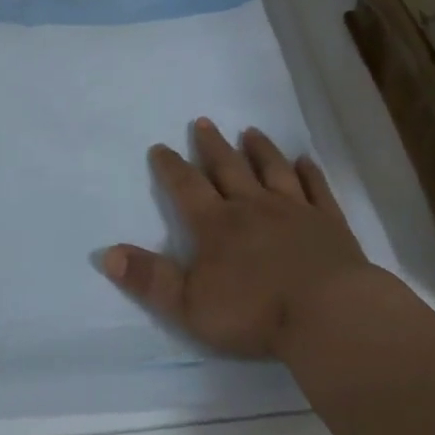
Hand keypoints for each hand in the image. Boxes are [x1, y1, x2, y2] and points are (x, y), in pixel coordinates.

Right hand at [100, 117, 380, 359]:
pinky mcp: (328, 222)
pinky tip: (306, 160)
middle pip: (229, 168)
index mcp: (217, 225)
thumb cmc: (254, 313)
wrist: (326, 313)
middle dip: (213, 145)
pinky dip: (310, 173)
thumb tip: (106, 252)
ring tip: (250, 131)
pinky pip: (317, 189)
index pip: (188, 187)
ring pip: (273, 170)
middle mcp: (253, 206)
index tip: (160, 146)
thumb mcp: (189, 304)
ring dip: (260, 150)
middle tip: (203, 121)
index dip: (171, 167)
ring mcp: (294, 210)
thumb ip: (149, 278)